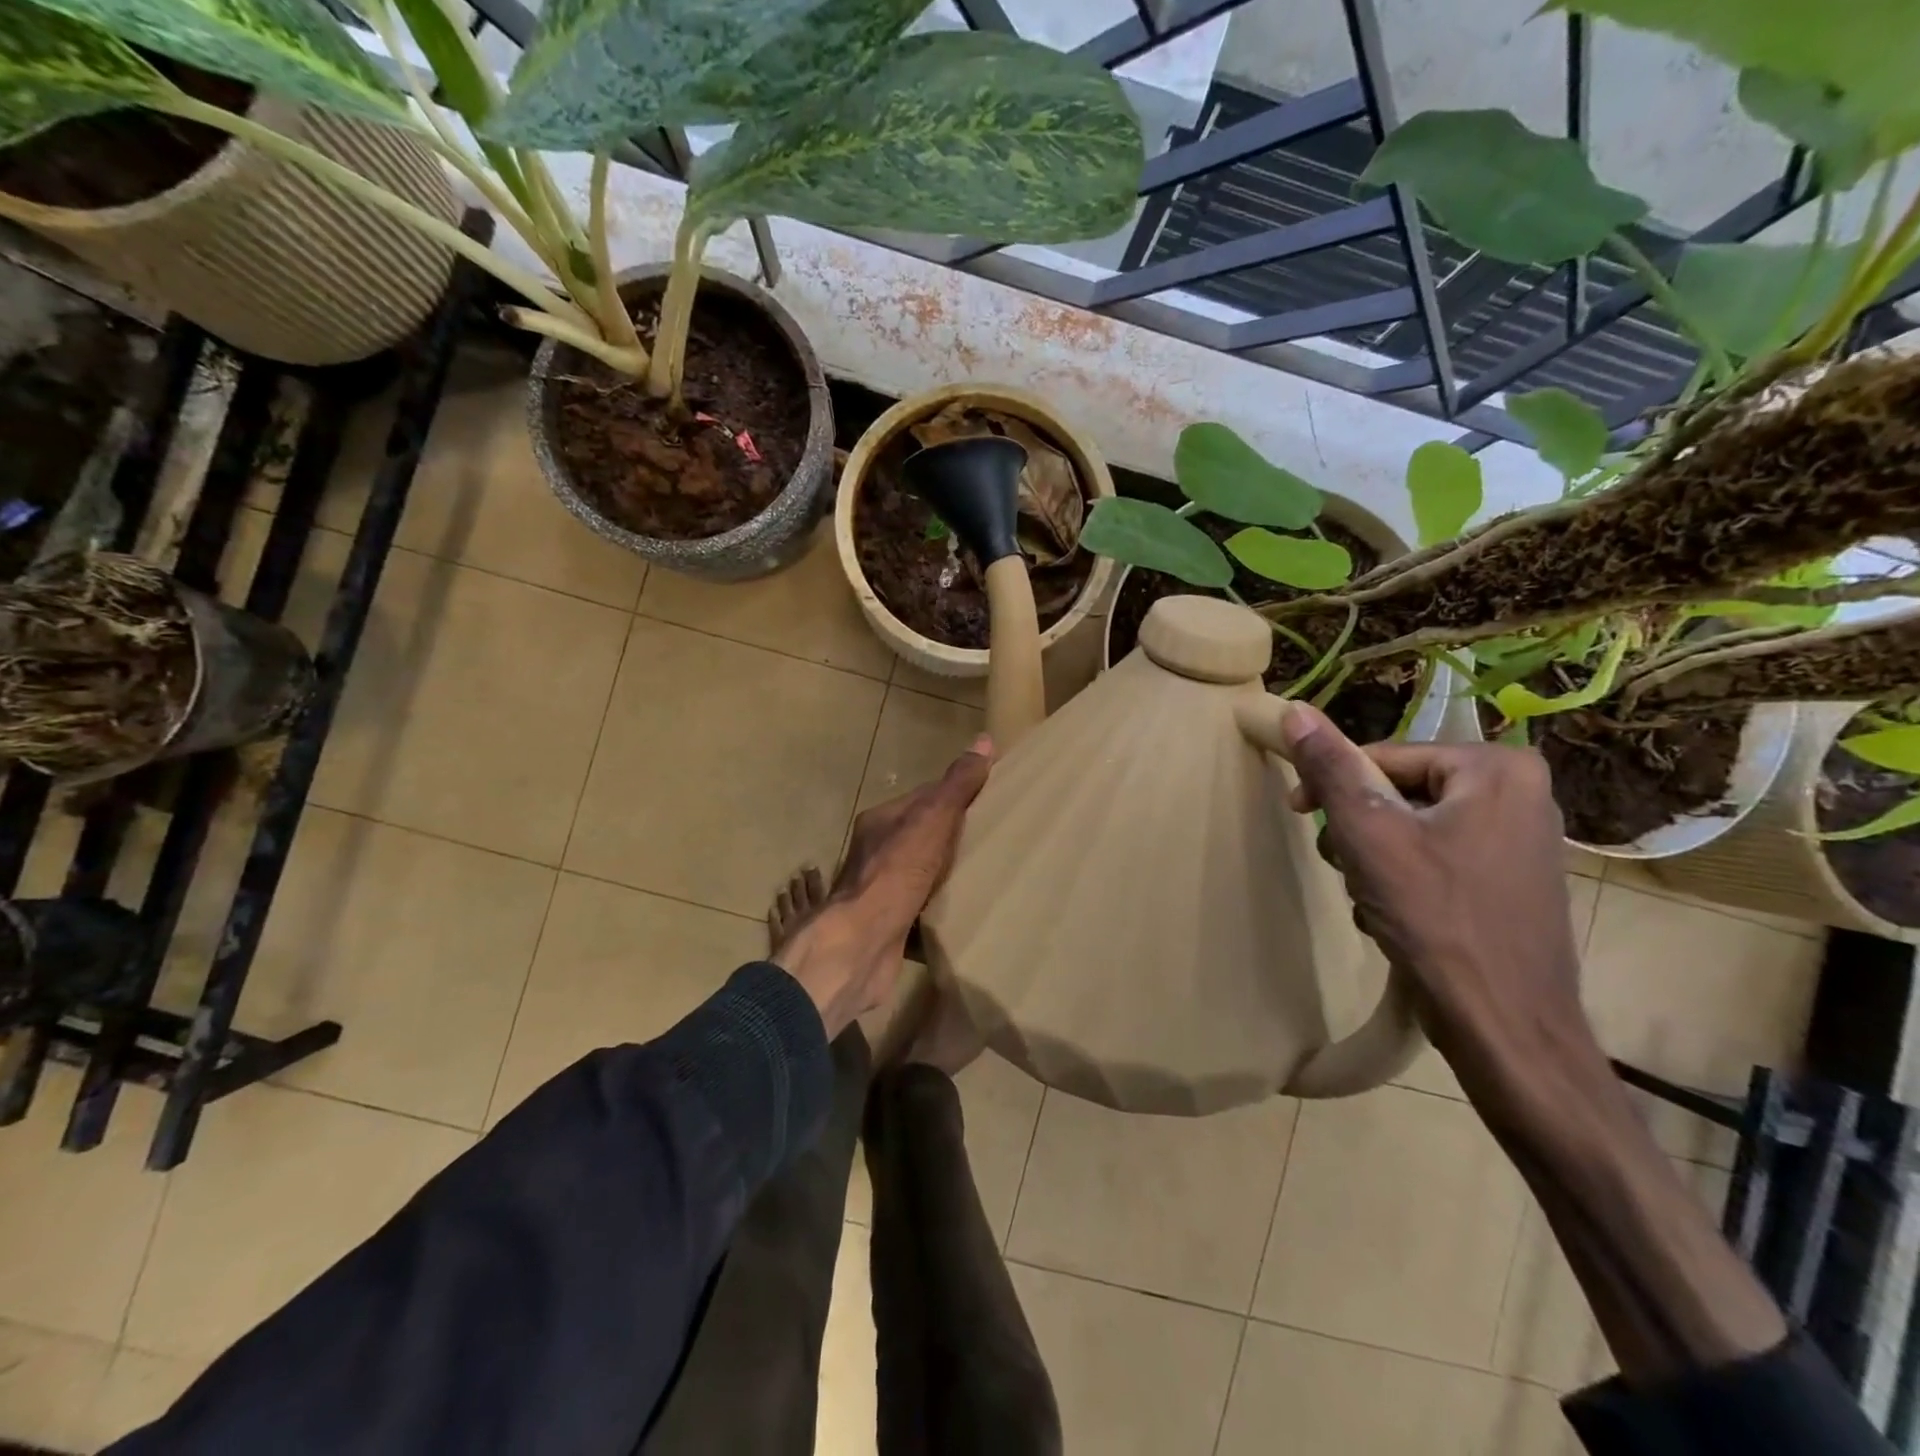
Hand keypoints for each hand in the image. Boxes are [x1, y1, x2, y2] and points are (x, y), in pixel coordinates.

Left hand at [775, 735, 992, 1037]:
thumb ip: (956, 785)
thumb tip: (984, 741)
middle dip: (955, 838)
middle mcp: (875, 853)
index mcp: (881, 822)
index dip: (955, 796)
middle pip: (923, 836)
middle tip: (995, 840)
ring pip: (922, 874)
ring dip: (949, 874)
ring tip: (987, 874)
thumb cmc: (896, 873)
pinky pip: (922, 908)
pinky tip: (967, 910)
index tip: (990, 801)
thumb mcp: (932, 820)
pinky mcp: (889, 924)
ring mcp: (880, 891)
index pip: (923, 799)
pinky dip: (941, 908)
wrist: (862, 943)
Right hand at [1272, 703, 1593, 1118]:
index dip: (1331, 786)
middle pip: (1397, 792)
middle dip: (1359, 830)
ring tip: (1372, 898)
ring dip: (1374, 858)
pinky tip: (1395, 916)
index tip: (1296, 814)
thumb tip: (1294, 708)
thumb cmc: (1437, 919)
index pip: (1383, 757)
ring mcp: (1519, 840)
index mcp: (1495, 768)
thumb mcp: (1369, 834)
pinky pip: (1435, 858)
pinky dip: (1403, 881)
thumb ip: (1331, 767)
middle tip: (1347, 868)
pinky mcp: (1510, 881)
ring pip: (1410, 828)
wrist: (1506, 1028)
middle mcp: (1518, 793)